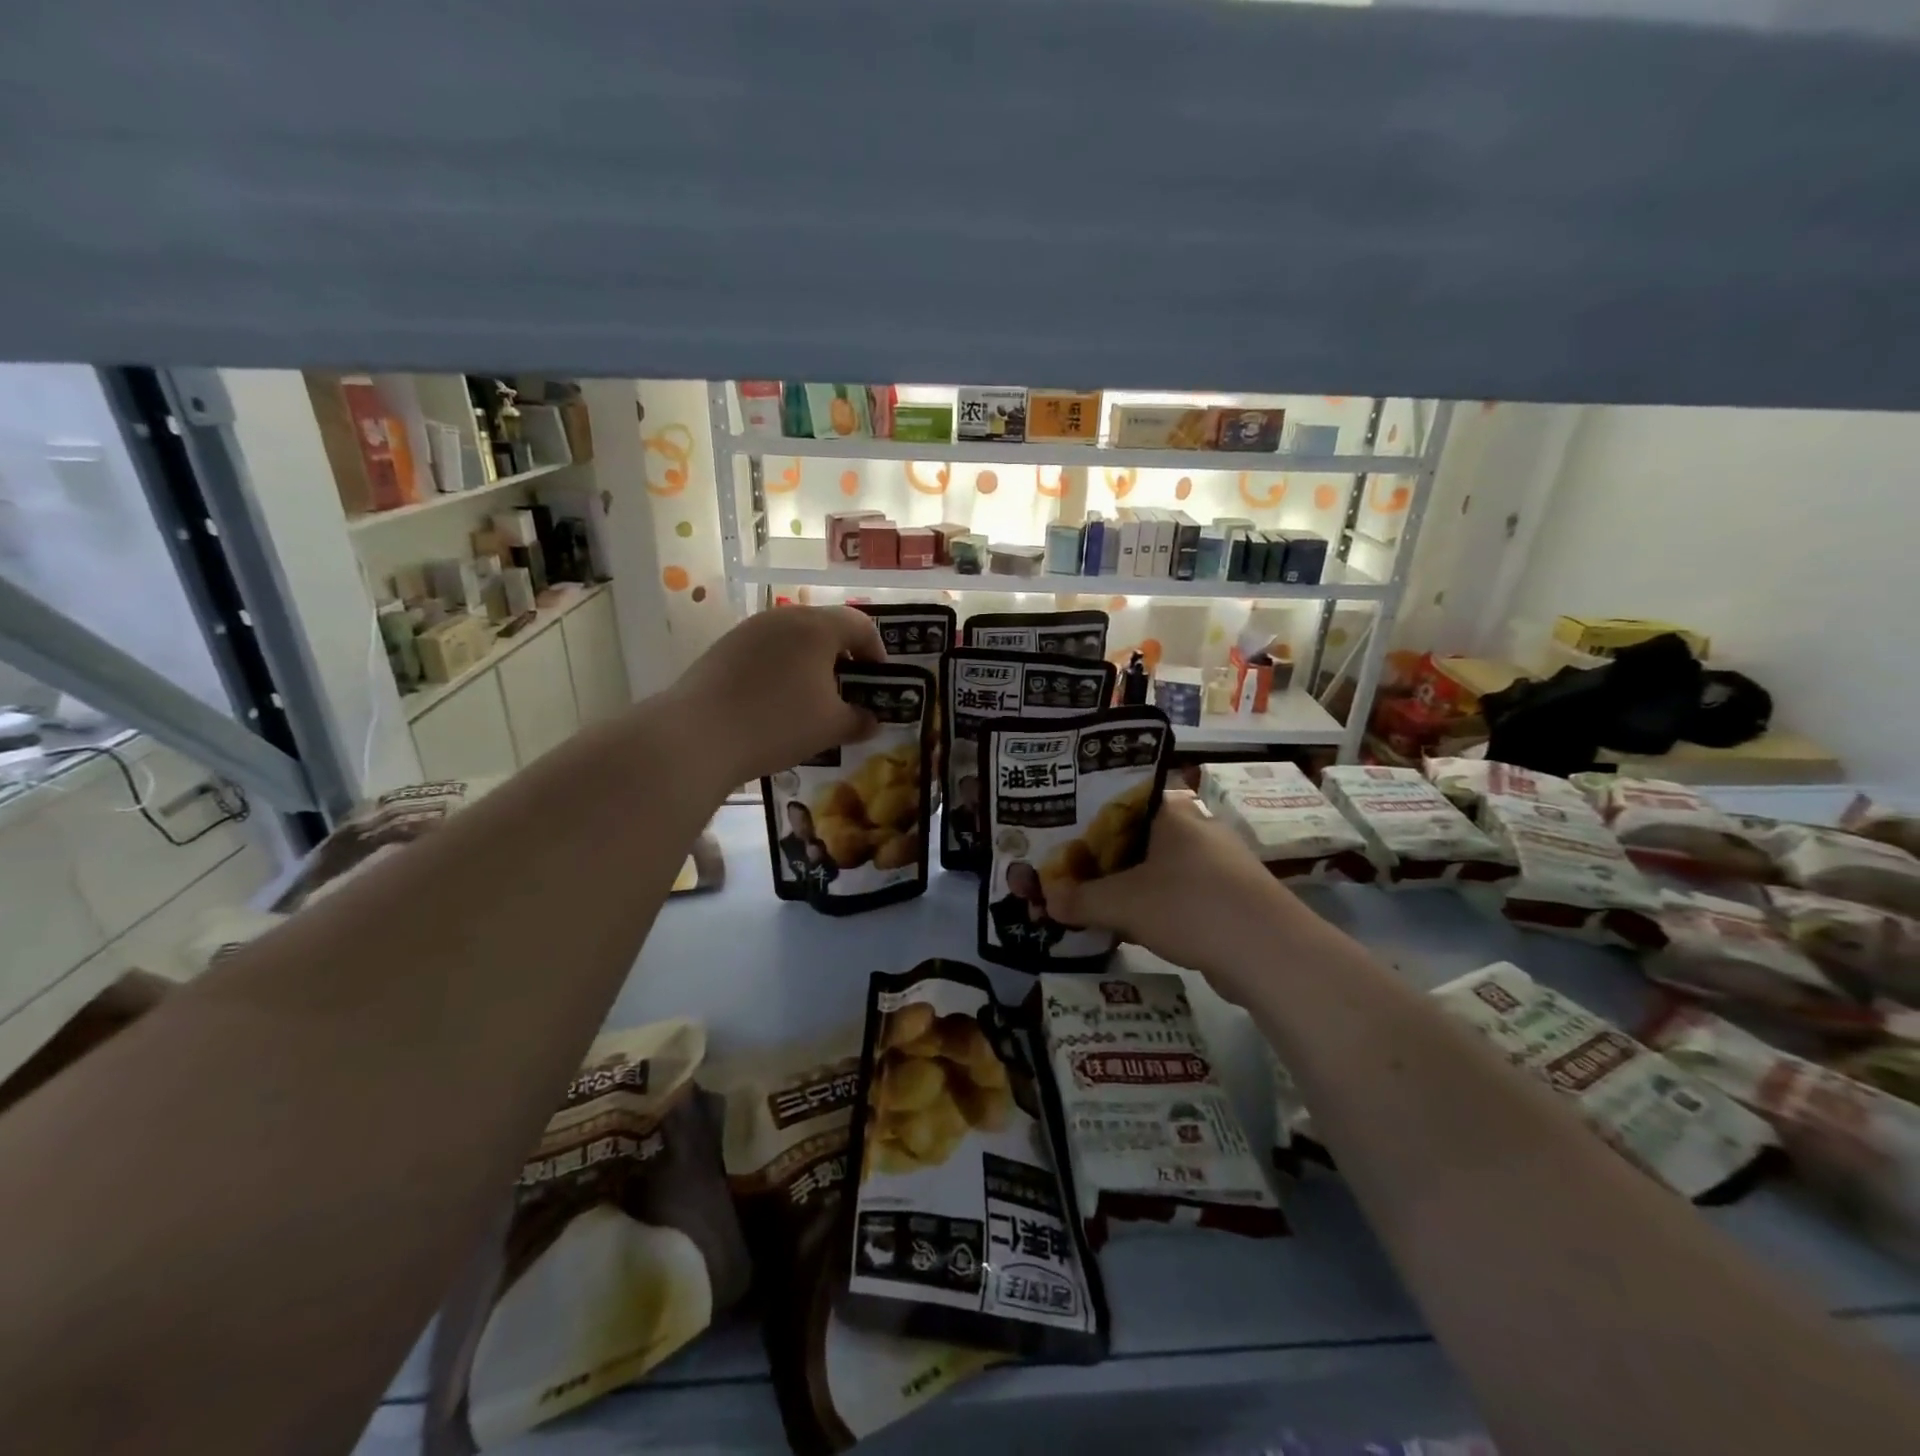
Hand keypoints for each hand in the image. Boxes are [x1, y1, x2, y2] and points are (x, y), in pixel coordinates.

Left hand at [667, 606, 885, 786]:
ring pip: (793, 639)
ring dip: (810, 664)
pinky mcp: (723, 648)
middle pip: (825, 627)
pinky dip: (781, 670)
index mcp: (817, 627)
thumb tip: (871, 721)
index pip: (861, 625)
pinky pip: (766, 652)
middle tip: (849, 691)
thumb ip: (859, 720)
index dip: (878, 652)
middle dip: (843, 657)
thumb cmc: (778, 723)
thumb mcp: (831, 727)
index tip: (880, 682)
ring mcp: (749, 630)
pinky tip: (775, 703)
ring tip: (811, 699)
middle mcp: (783, 617)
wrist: (697, 736)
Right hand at [1047, 792, 1301, 986]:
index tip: (1060, 834)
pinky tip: (1127, 928)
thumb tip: (1045, 901)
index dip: (1087, 817)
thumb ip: (1080, 900)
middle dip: (1101, 858)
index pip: (1120, 801)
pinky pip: (1176, 895)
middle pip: (1135, 837)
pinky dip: (1150, 907)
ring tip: (1088, 901)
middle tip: (1066, 871)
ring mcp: (1216, 865)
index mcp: (1171, 813)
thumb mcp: (1123, 903)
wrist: (1270, 954)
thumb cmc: (1190, 907)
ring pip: (1156, 868)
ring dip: (1124, 886)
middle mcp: (1195, 829)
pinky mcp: (1227, 898)